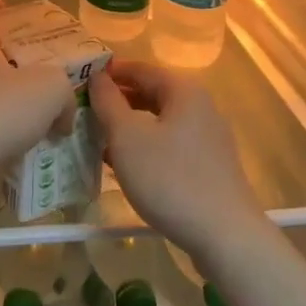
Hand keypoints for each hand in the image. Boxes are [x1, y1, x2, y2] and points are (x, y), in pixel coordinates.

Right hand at [90, 61, 271, 263]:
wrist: (225, 236)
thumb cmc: (170, 179)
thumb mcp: (127, 137)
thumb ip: (108, 102)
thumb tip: (97, 77)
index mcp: (183, 90)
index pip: (139, 68)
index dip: (108, 73)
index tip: (79, 83)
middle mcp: (200, 106)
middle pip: (151, 93)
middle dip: (117, 101)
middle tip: (85, 112)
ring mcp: (208, 136)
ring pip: (159, 121)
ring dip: (129, 126)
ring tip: (98, 139)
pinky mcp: (210, 165)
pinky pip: (171, 144)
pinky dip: (147, 146)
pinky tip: (126, 165)